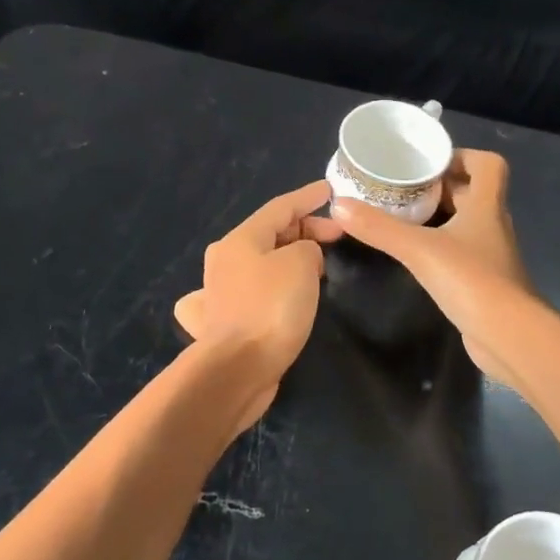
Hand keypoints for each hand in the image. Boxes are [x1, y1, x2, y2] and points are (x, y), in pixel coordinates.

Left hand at [174, 181, 342, 430]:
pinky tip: (273, 293)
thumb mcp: (300, 264)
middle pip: (270, 233)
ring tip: (318, 265)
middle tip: (338, 237)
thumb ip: (308, 248)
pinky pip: (253, 292)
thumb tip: (303, 258)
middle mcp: (225, 260)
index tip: (330, 190)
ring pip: (261, 262)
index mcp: (240, 239)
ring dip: (289, 258)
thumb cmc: (271, 308)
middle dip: (306, 230)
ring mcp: (222, 291)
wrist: (238, 369)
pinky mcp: (227, 321)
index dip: (308, 197)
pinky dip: (269, 286)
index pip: (280, 207)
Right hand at [331, 151, 533, 384]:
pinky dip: (441, 245)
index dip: (463, 156)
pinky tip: (415, 254)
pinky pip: (462, 251)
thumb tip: (338, 204)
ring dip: (439, 216)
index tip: (429, 164)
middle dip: (439, 186)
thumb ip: (379, 227)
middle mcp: (493, 224)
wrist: (508, 336)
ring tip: (402, 215)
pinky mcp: (485, 281)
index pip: (489, 165)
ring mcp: (491, 254)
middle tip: (402, 188)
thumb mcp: (418, 249)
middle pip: (472, 192)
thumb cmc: (471, 280)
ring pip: (466, 222)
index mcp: (487, 205)